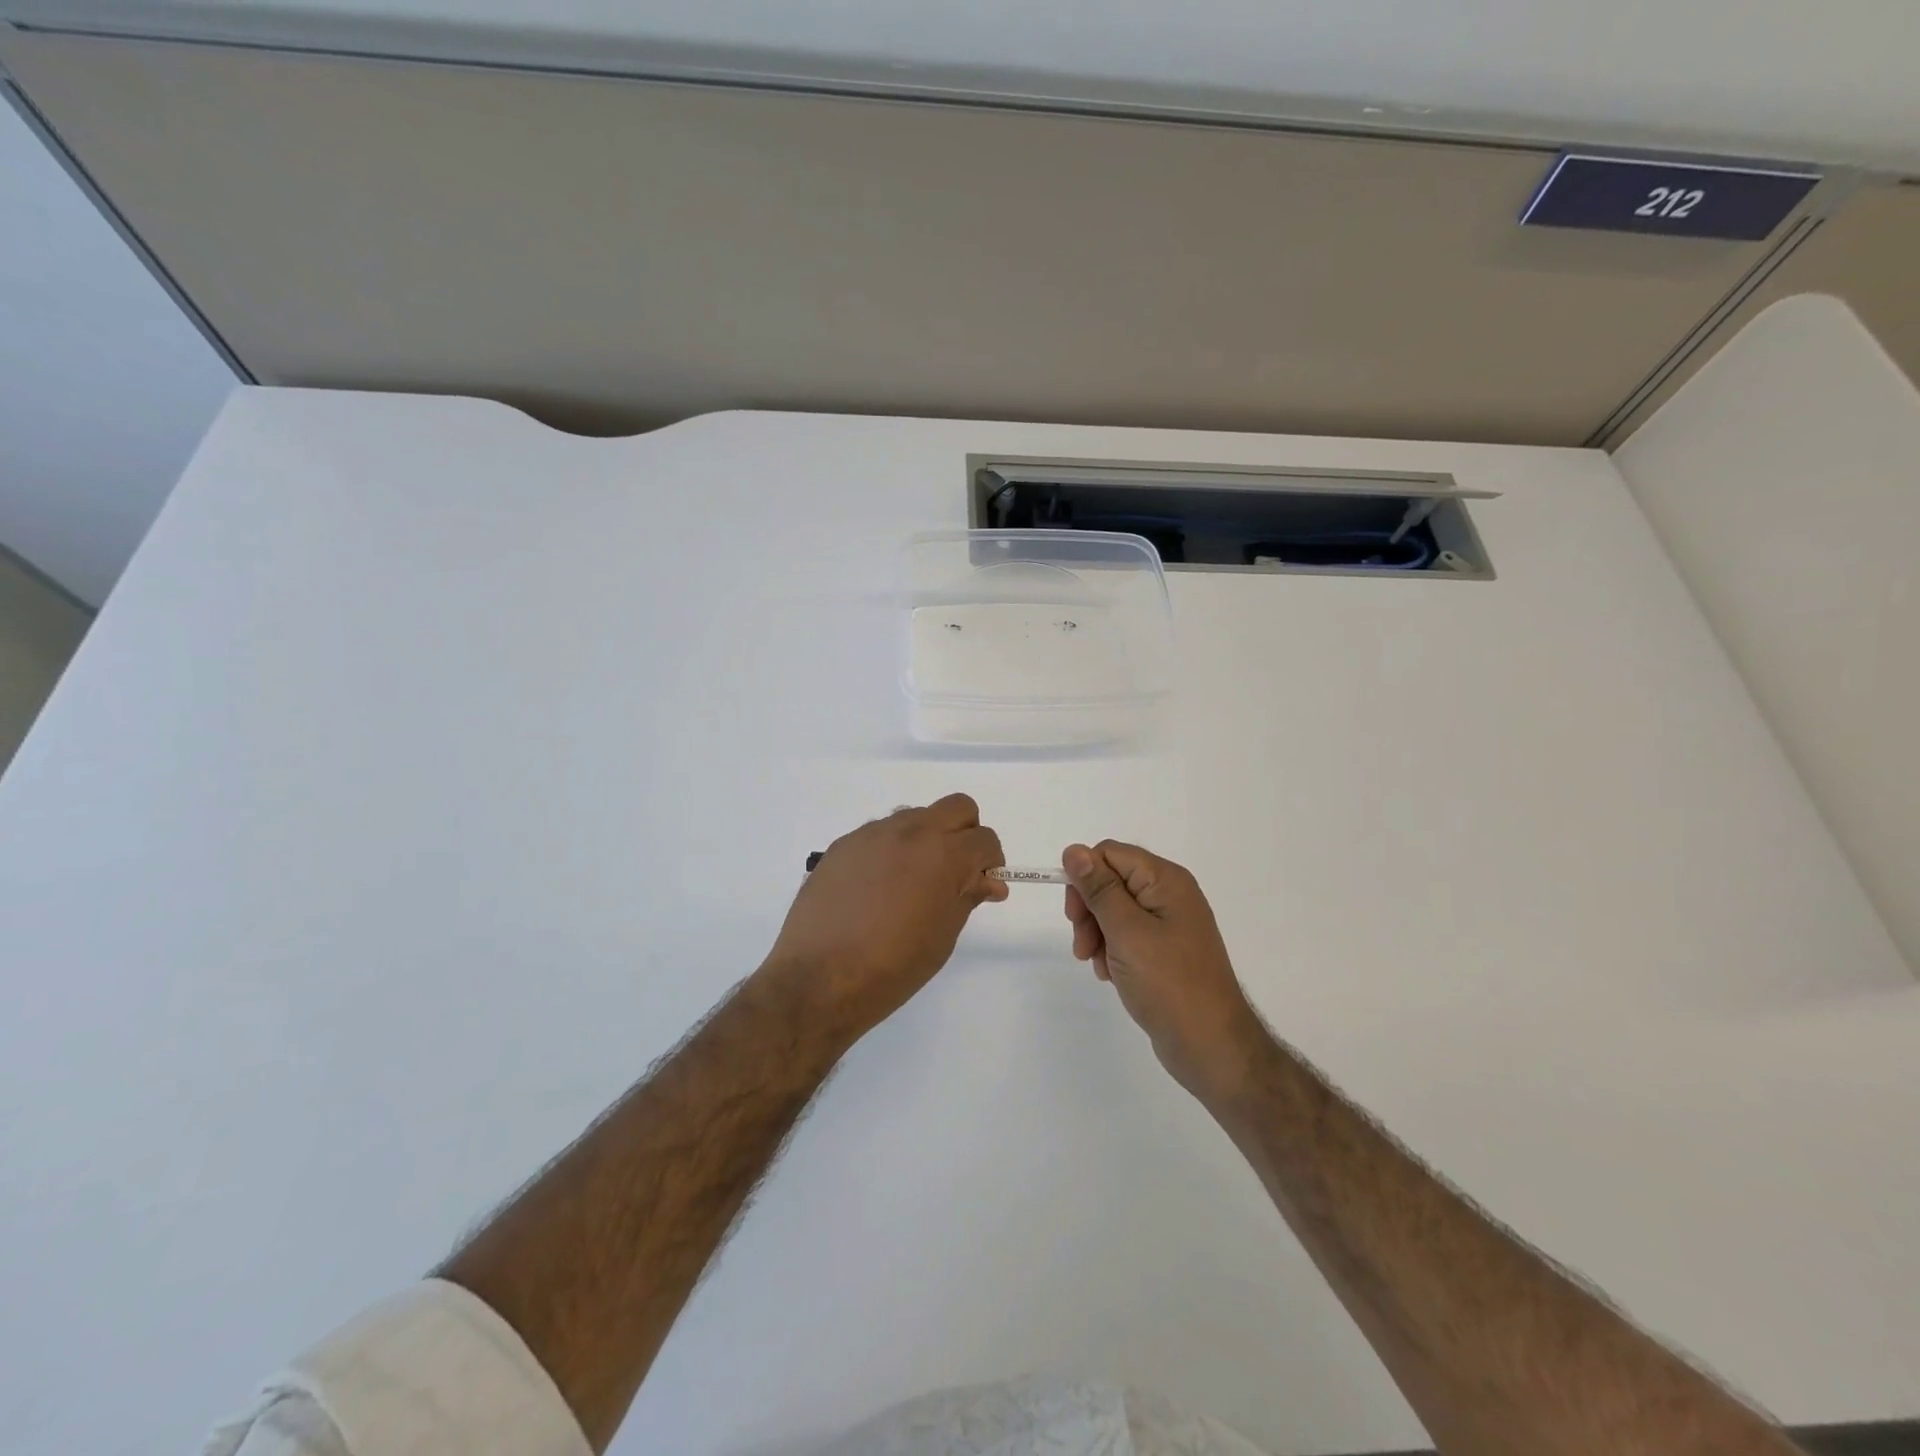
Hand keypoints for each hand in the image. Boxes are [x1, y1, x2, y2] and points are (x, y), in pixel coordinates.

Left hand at [764, 794, 1007, 1042]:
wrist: (818, 978)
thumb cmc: (892, 967)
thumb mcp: (942, 936)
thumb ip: (967, 897)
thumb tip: (988, 881)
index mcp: (942, 854)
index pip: (985, 839)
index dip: (991, 862)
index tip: (983, 885)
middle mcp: (909, 831)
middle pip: (957, 807)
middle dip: (966, 833)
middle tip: (957, 871)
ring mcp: (872, 834)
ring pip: (916, 816)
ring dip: (927, 838)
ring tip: (913, 882)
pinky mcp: (843, 844)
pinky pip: (880, 833)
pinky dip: (892, 850)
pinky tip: (877, 888)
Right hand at [1062, 841, 1268, 1102]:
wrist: (1211, 1047)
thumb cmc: (1169, 983)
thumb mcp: (1127, 932)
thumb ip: (1099, 889)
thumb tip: (1074, 850)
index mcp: (1166, 880)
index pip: (1110, 854)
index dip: (1085, 878)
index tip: (1074, 916)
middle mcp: (1169, 894)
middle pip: (1110, 881)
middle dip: (1089, 910)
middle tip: (1083, 947)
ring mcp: (1168, 924)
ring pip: (1114, 910)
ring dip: (1097, 934)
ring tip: (1098, 966)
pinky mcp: (1165, 950)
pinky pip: (1127, 935)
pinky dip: (1112, 950)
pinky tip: (1111, 974)